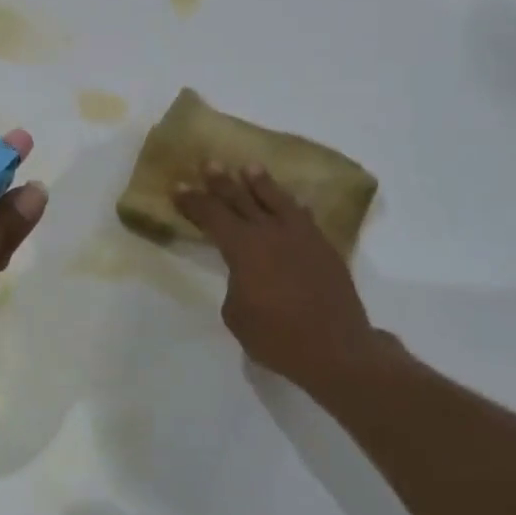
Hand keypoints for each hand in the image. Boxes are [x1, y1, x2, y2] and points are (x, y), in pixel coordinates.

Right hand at [174, 163, 388, 388]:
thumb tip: (245, 275)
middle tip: (210, 164)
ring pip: (277, 200)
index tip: (179, 186)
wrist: (336, 351)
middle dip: (222, 182)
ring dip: (261, 183)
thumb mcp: (236, 314)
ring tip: (250, 168)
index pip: (211, 216)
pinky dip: (294, 207)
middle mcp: (270, 233)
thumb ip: (235, 285)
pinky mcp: (324, 248)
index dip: (193, 201)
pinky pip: (305, 218)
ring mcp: (301, 237)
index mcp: (242, 248)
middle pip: (241, 199)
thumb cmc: (277, 337)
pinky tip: (293, 202)